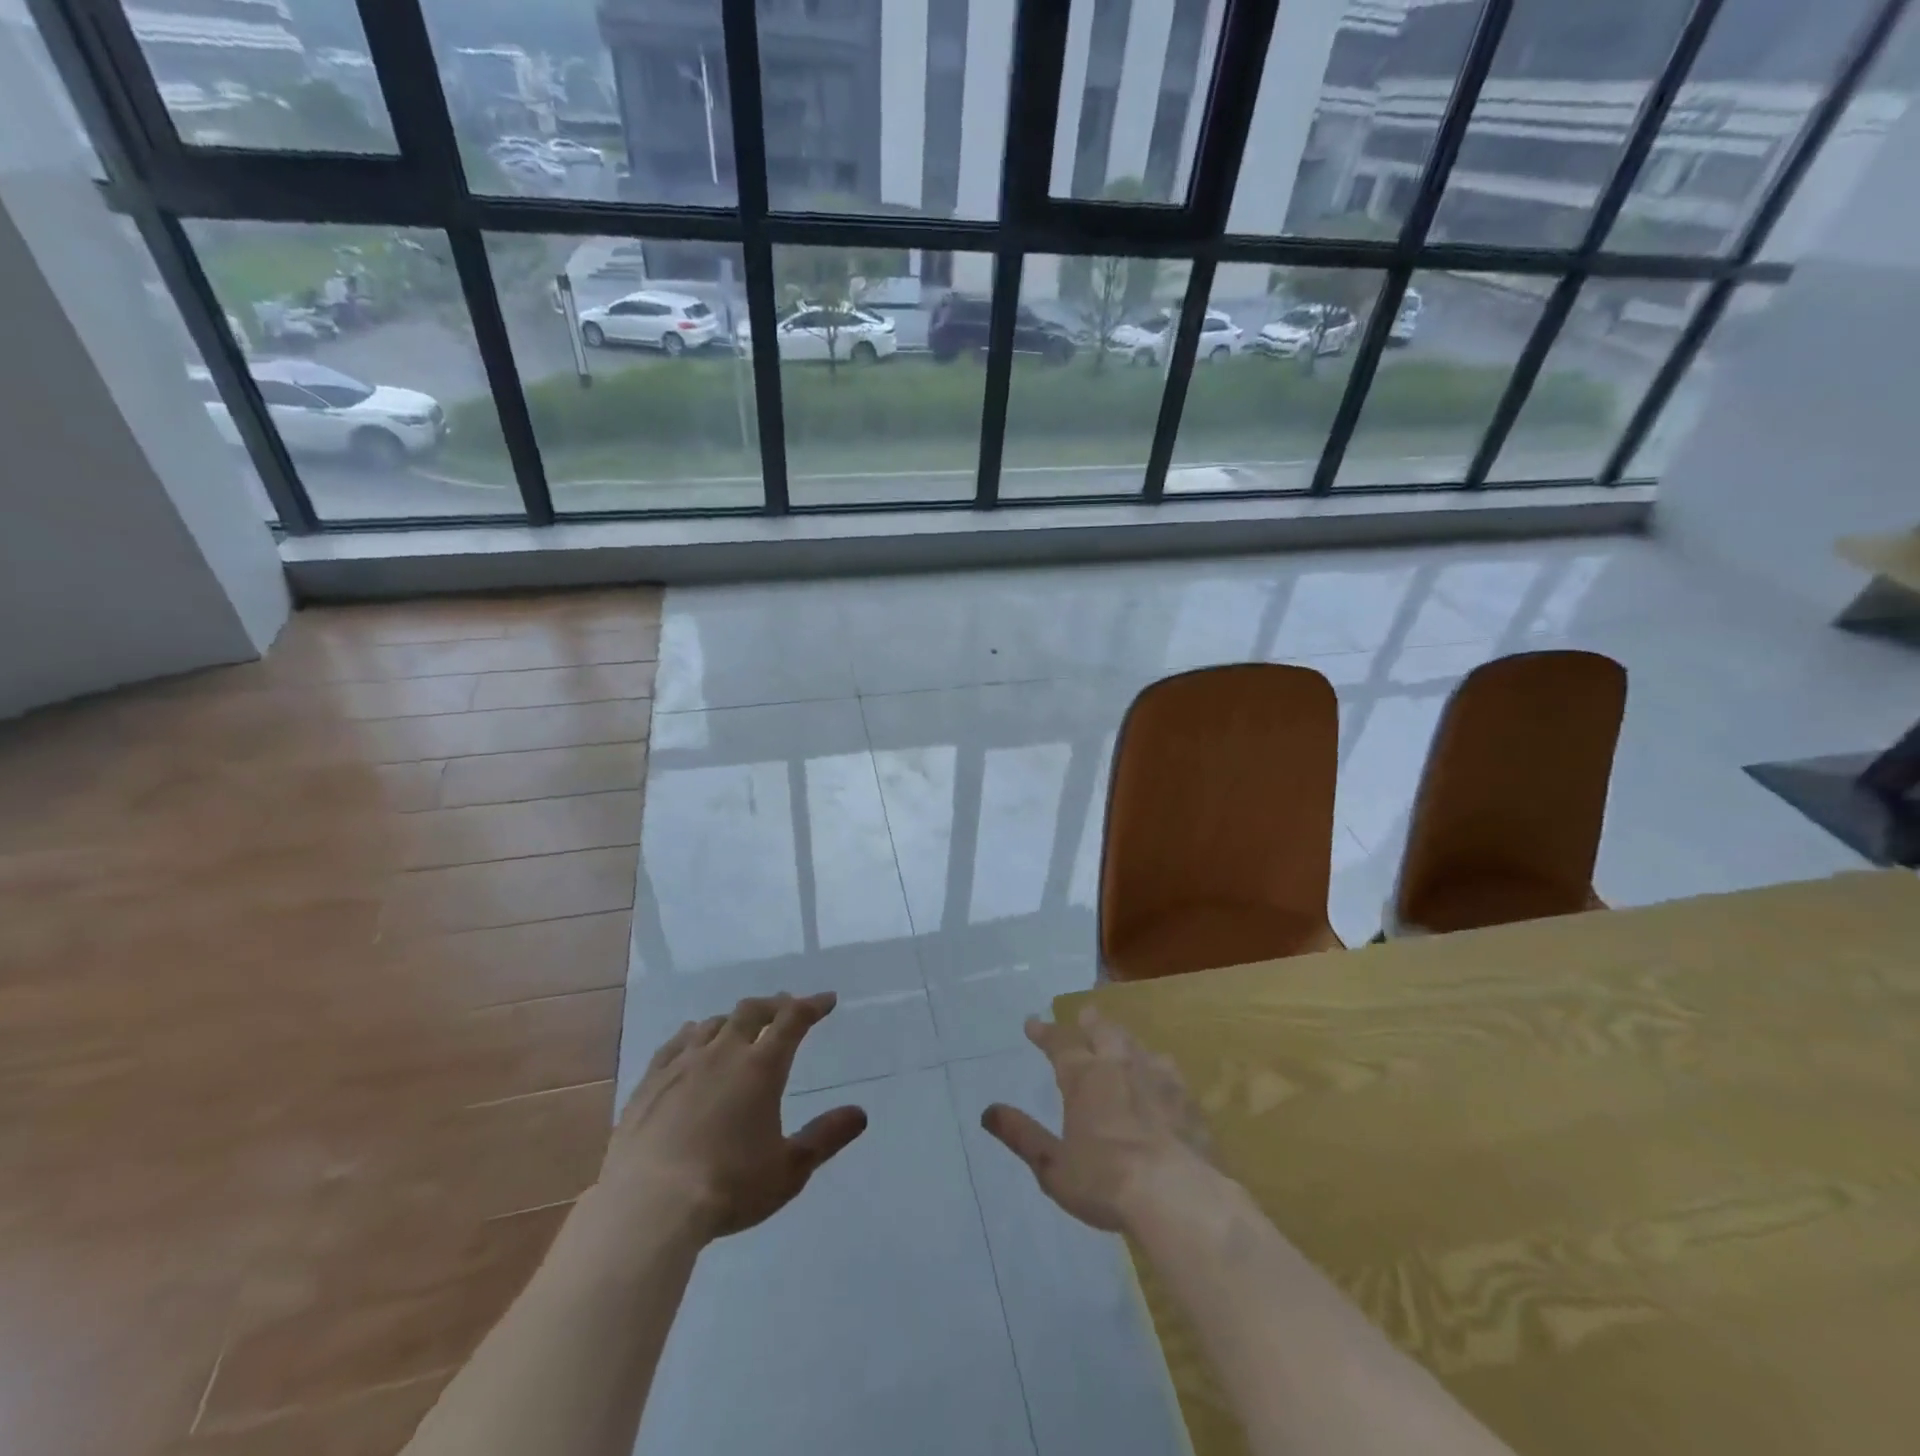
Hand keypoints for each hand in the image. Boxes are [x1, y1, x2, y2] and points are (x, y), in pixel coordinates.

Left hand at [600, 992, 867, 1240]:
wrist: (648, 1207)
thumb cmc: (728, 1187)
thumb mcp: (788, 1170)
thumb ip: (825, 1137)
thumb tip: (860, 1113)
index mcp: (761, 1067)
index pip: (793, 1020)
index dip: (812, 1005)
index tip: (827, 1001)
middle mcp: (723, 1053)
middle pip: (751, 1012)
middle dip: (773, 1005)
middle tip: (785, 1008)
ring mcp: (682, 1064)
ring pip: (712, 1024)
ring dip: (734, 1020)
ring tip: (741, 1026)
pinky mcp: (649, 1082)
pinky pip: (675, 1043)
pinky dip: (692, 1034)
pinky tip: (691, 1040)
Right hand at [982, 1008, 1212, 1232]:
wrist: (1176, 1195)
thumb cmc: (1105, 1182)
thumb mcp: (1052, 1166)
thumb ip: (1022, 1135)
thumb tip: (987, 1111)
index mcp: (1085, 1078)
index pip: (1060, 1044)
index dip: (1044, 1032)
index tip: (1031, 1023)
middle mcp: (1120, 1066)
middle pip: (1103, 1032)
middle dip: (1090, 1022)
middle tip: (1084, 1014)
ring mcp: (1159, 1080)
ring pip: (1138, 1046)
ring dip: (1125, 1040)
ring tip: (1121, 1041)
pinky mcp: (1188, 1101)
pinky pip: (1169, 1072)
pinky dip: (1158, 1067)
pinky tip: (1163, 1075)